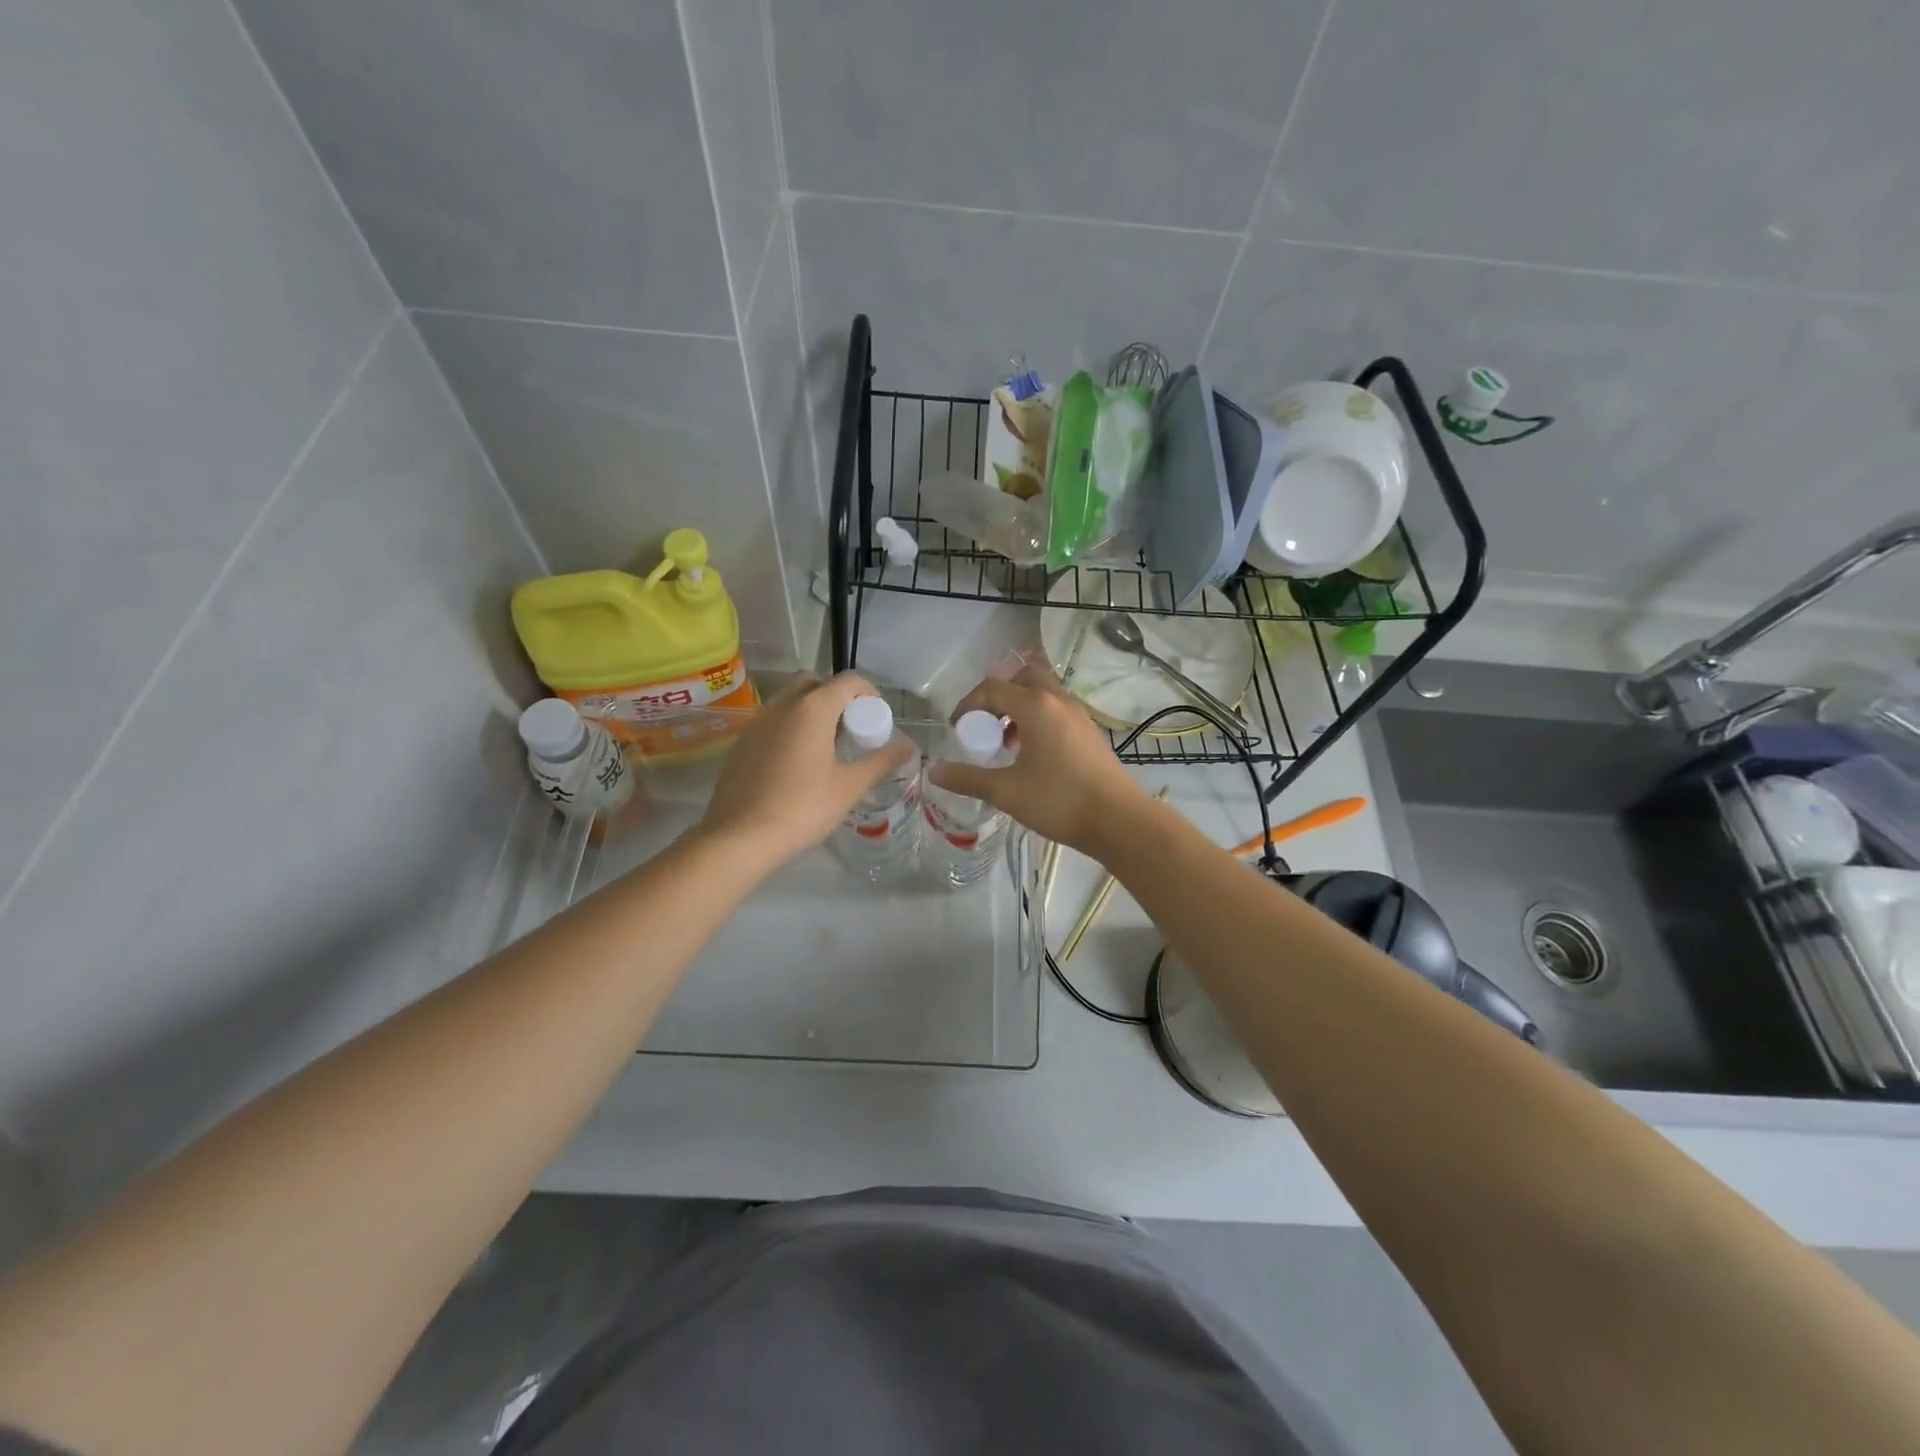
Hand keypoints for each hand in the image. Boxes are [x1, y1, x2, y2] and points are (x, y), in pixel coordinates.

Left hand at [698, 672, 913, 869]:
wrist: (740, 837)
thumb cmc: (803, 808)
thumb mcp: (849, 787)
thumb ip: (881, 762)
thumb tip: (908, 748)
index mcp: (813, 708)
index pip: (849, 681)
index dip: (869, 694)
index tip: (876, 721)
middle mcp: (783, 704)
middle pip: (816, 683)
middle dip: (837, 698)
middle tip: (850, 730)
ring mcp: (757, 721)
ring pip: (790, 700)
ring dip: (812, 711)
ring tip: (825, 747)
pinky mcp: (741, 742)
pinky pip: (772, 720)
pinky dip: (789, 728)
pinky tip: (796, 763)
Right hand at [929, 665, 1149, 855]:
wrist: (1119, 820)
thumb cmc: (1059, 801)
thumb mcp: (1006, 791)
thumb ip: (967, 778)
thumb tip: (932, 770)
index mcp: (1036, 706)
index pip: (992, 688)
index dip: (968, 705)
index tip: (957, 730)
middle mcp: (1058, 700)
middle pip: (1022, 678)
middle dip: (998, 697)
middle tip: (985, 726)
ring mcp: (1078, 714)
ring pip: (1043, 694)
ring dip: (1019, 708)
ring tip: (1006, 744)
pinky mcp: (1090, 731)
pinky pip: (1057, 711)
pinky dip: (1038, 720)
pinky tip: (1032, 756)